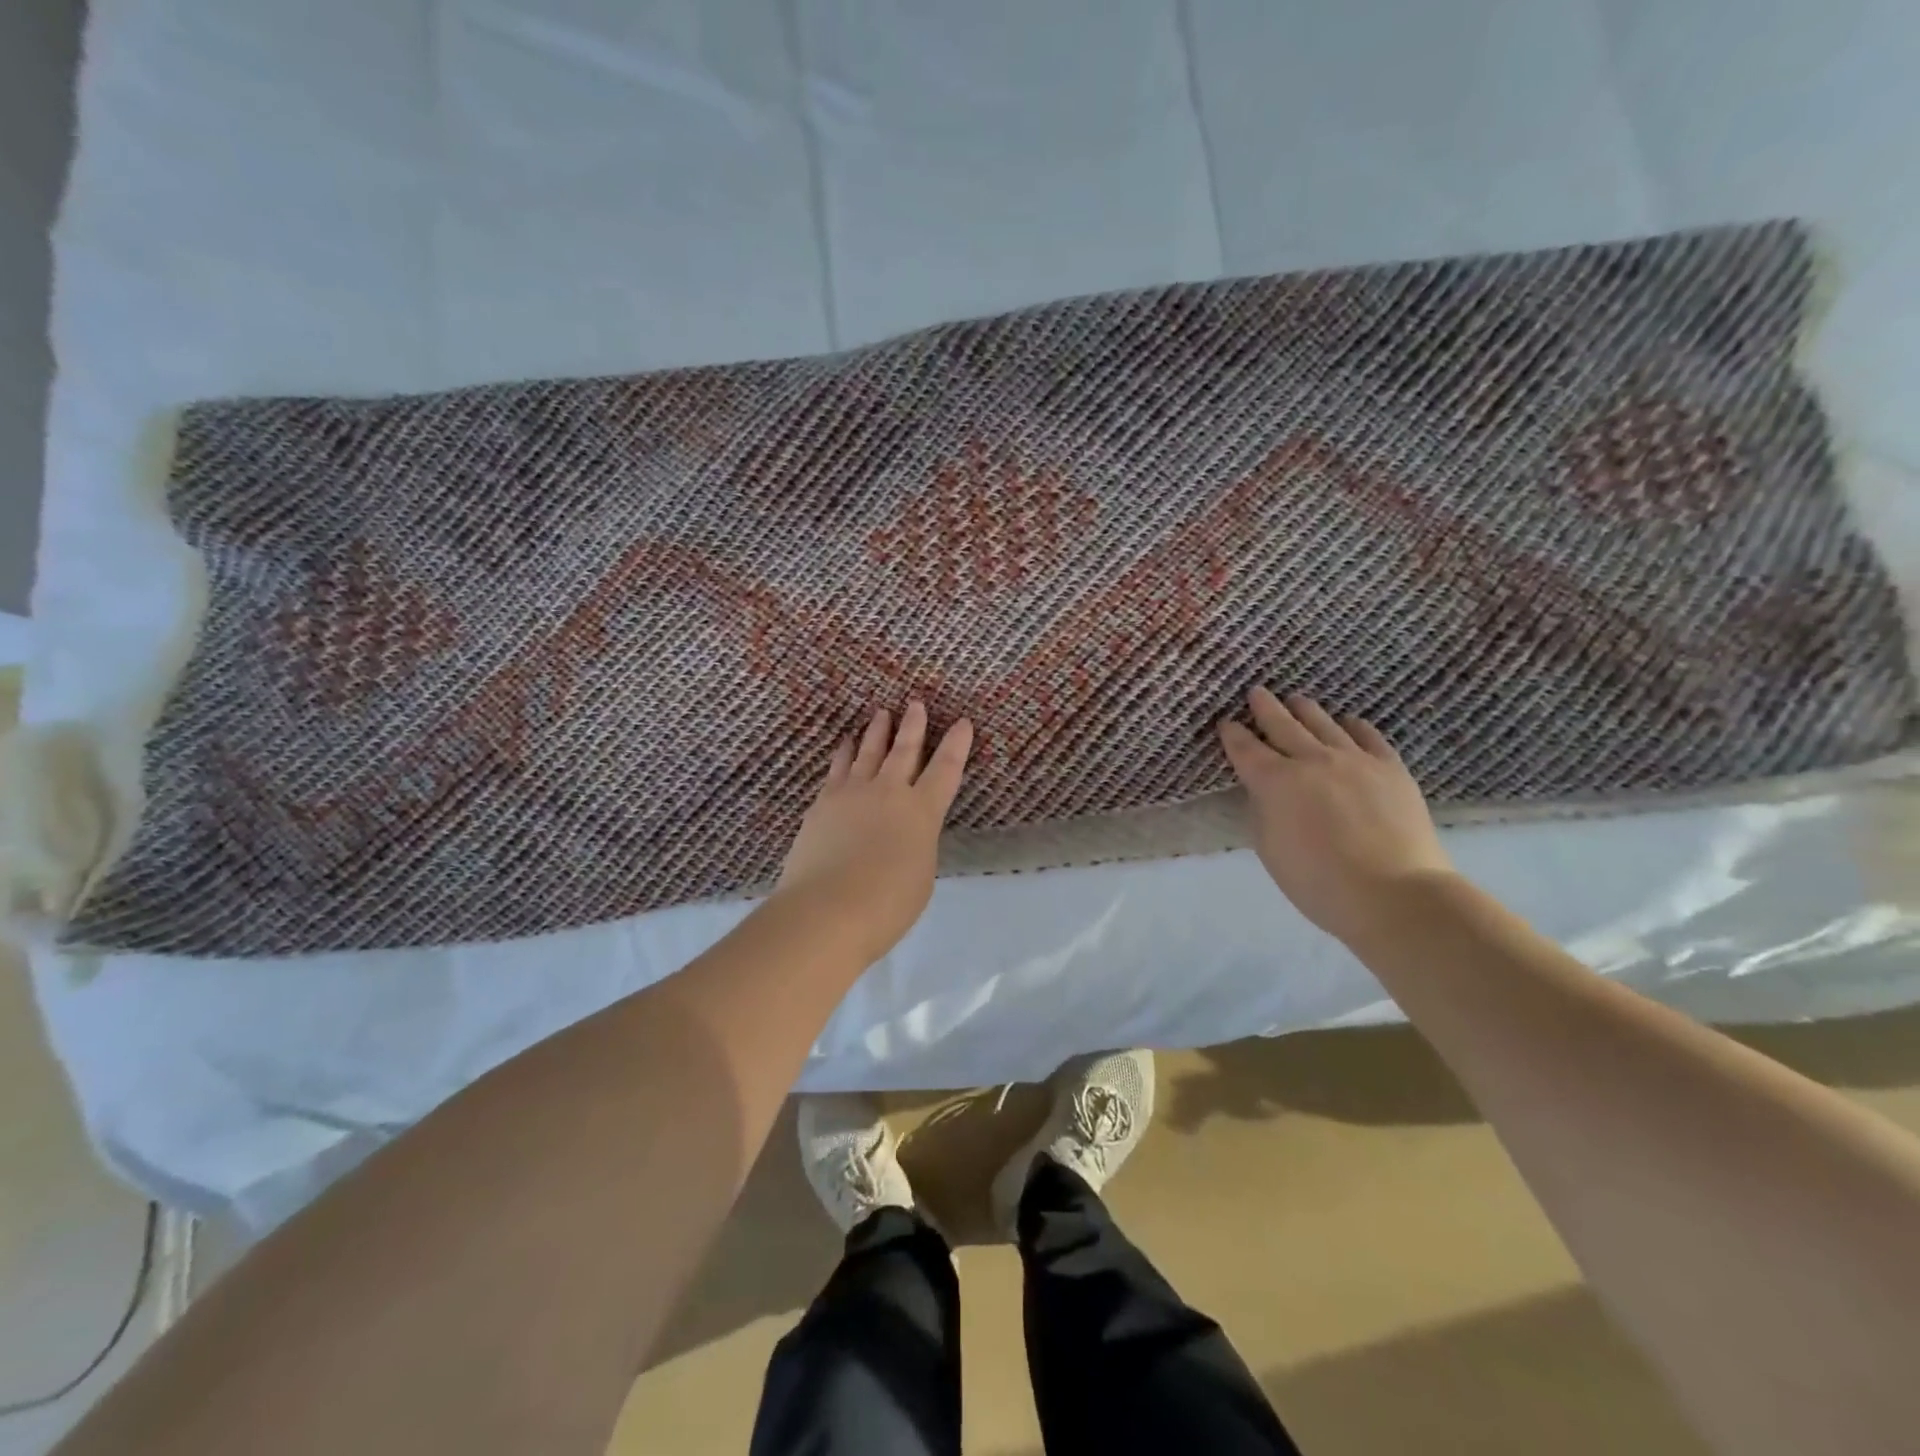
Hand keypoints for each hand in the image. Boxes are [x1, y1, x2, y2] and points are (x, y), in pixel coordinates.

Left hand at [773, 700, 973, 963]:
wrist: (827, 908)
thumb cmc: (887, 904)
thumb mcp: (920, 875)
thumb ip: (916, 846)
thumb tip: (904, 834)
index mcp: (922, 812)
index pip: (946, 770)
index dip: (956, 745)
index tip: (962, 722)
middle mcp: (889, 793)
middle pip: (905, 750)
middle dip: (914, 726)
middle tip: (916, 702)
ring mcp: (852, 794)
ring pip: (868, 752)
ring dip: (877, 732)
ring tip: (882, 713)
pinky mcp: (823, 802)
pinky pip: (838, 768)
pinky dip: (844, 753)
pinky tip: (844, 743)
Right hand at [1218, 687, 1453, 942]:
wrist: (1394, 894)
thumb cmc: (1318, 882)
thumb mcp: (1270, 849)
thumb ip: (1263, 812)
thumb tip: (1266, 791)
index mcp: (1275, 782)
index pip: (1246, 750)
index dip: (1233, 735)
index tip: (1226, 723)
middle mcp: (1312, 760)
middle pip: (1283, 725)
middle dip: (1265, 708)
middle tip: (1256, 692)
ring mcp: (1354, 760)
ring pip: (1324, 723)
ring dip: (1305, 710)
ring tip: (1296, 700)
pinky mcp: (1390, 768)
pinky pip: (1367, 736)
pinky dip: (1352, 726)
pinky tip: (1348, 722)